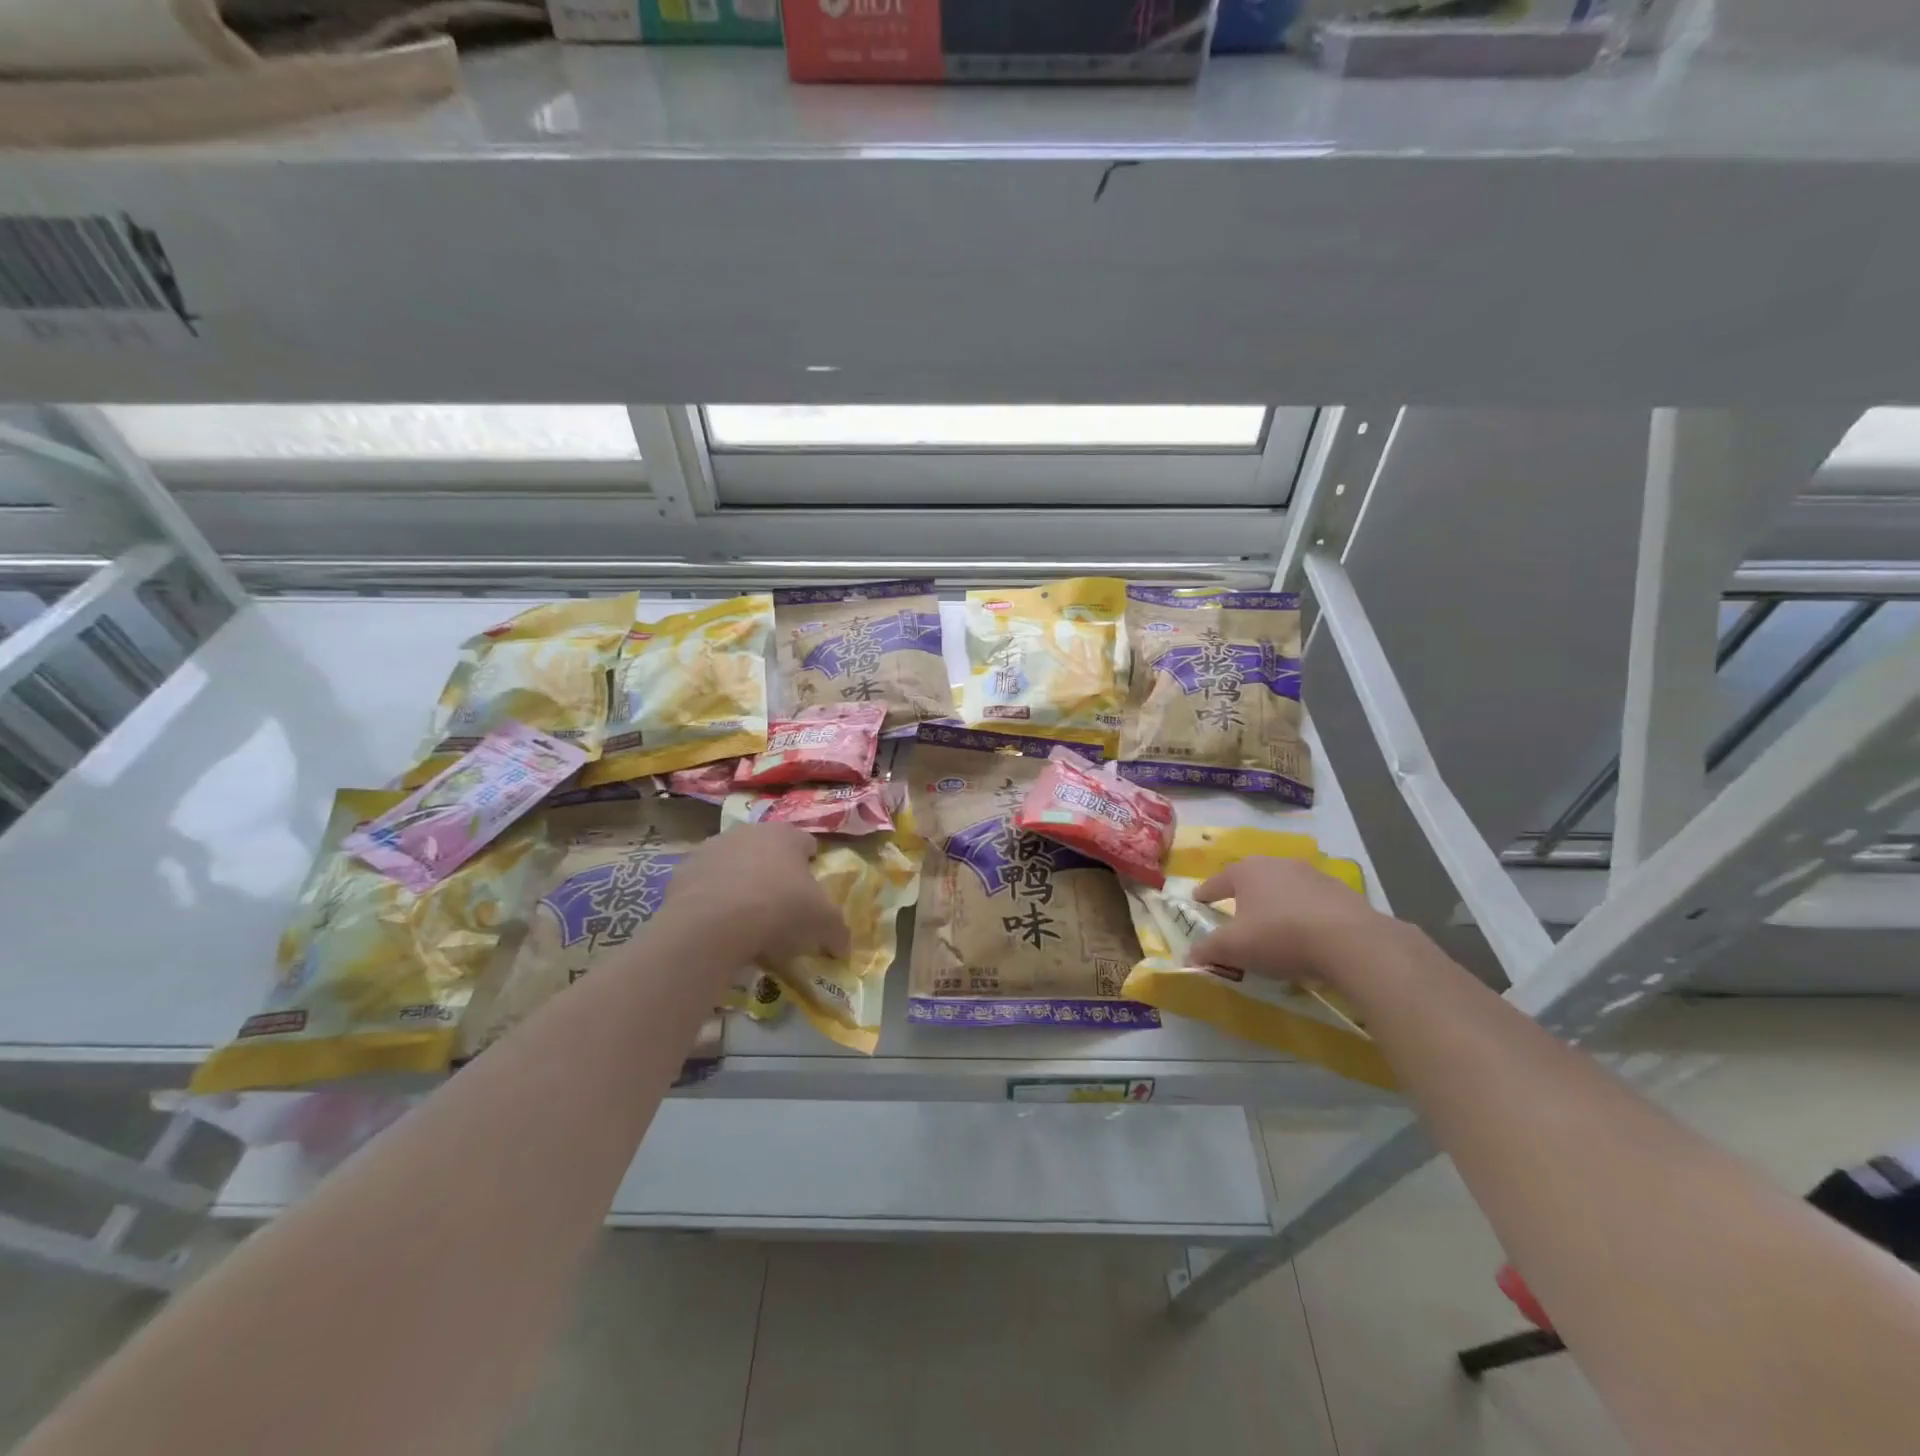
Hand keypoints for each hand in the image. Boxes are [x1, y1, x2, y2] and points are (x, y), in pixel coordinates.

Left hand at [660, 823, 849, 968]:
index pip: (806, 844)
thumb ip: (838, 932)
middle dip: (774, 873)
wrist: (713, 924)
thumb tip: (843, 947)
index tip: (810, 895)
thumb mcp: (823, 924)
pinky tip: (717, 925)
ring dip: (741, 883)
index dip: (811, 868)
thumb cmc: (780, 910)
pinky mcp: (683, 870)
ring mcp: (712, 848)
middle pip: (768, 851)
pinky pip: (705, 884)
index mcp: (787, 835)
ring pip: (734, 864)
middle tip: (779, 909)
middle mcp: (749, 831)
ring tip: (744, 920)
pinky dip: (712, 899)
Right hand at [1188, 855, 1401, 993]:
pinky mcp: (1342, 893)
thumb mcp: (1234, 948)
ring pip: (1285, 888)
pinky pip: (1314, 903)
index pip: (1218, 881)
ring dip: (1277, 903)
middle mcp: (1278, 864)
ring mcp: (1314, 875)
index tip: (1198, 900)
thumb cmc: (1279, 936)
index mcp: (1247, 871)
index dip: (1206, 893)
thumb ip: (1208, 950)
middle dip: (1244, 895)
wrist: (1351, 942)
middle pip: (1253, 879)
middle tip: (1237, 912)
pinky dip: (1306, 915)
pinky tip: (1309, 935)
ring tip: (1275, 926)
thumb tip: (1188, 957)